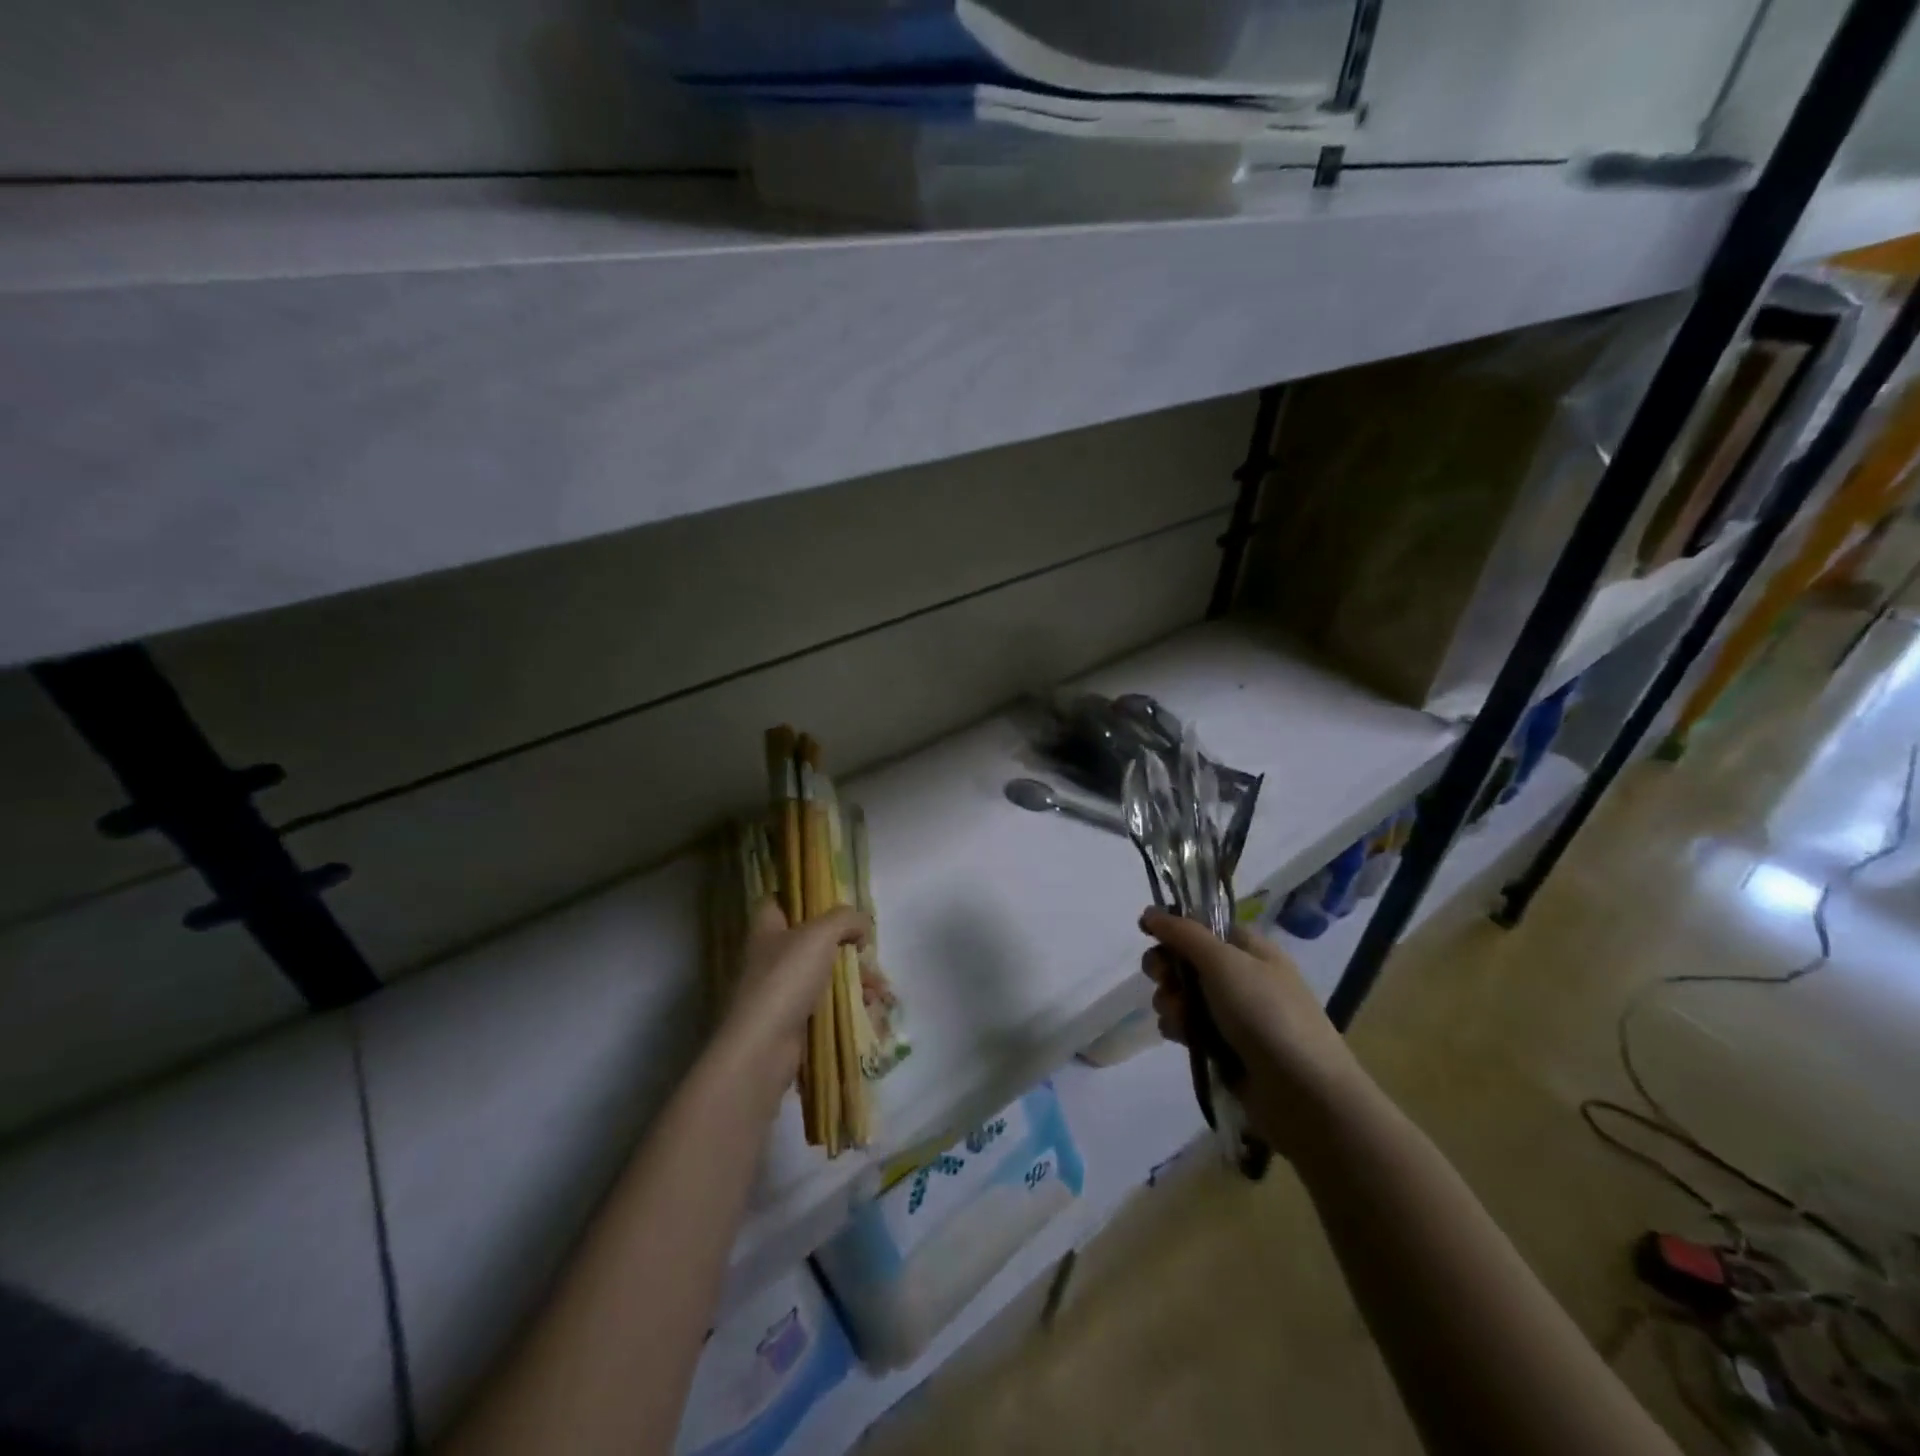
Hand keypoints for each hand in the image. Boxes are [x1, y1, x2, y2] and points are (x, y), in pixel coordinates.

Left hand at [715, 899, 869, 1102]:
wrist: (762, 1049)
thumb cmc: (786, 980)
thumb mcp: (819, 935)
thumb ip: (845, 919)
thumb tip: (862, 926)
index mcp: (767, 929)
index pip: (778, 900)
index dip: (802, 897)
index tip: (832, 902)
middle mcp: (770, 957)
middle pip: (809, 939)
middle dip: (843, 943)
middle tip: (866, 949)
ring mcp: (780, 991)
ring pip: (822, 973)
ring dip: (853, 977)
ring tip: (878, 987)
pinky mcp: (792, 1021)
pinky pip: (825, 1004)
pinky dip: (847, 1003)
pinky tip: (869, 1007)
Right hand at [1139, 909, 1369, 1159]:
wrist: (1302, 1093)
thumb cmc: (1266, 1014)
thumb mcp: (1224, 962)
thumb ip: (1183, 934)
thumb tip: (1149, 912)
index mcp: (1249, 948)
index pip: (1202, 926)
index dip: (1174, 928)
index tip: (1147, 933)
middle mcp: (1240, 976)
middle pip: (1185, 960)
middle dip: (1167, 969)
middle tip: (1164, 979)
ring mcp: (1232, 1014)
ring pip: (1182, 995)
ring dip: (1171, 1002)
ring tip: (1182, 1019)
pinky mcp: (1223, 1048)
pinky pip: (1188, 1027)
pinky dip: (1180, 1030)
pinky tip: (1184, 1040)